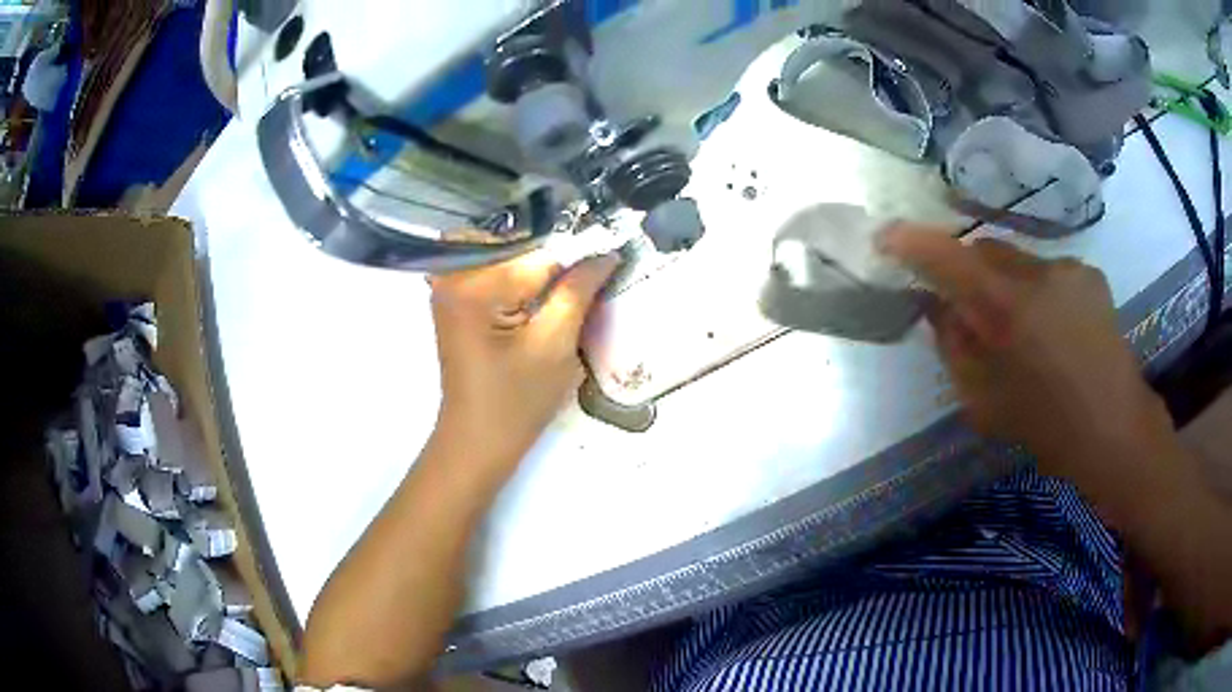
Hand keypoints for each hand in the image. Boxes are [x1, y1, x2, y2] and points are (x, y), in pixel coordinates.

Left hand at [428, 250, 619, 473]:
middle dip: (559, 257)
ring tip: (576, 281)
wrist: (477, 441)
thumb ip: (579, 290)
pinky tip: (548, 293)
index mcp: (474, 284)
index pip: (540, 253)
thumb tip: (607, 252)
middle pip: (522, 247)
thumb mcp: (555, 344)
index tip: (614, 253)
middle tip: (597, 267)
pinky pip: (497, 273)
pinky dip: (525, 279)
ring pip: (512, 257)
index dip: (580, 255)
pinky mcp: (456, 300)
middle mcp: (454, 274)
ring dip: (544, 267)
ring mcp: (450, 286)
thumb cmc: (515, 401)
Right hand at [879, 225, 1171, 479]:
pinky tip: (1056, 328)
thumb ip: (954, 346)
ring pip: (1018, 260)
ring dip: (1006, 283)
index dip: (910, 242)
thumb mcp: (982, 401)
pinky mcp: (1089, 273)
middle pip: (983, 249)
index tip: (886, 238)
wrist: (1114, 430)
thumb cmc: (1045, 426)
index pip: (946, 256)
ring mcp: (1067, 267)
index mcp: (1006, 307)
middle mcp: (1036, 271)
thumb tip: (941, 307)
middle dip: (967, 271)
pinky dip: (1039, 291)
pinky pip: (1048, 271)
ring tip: (1023, 329)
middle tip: (969, 309)